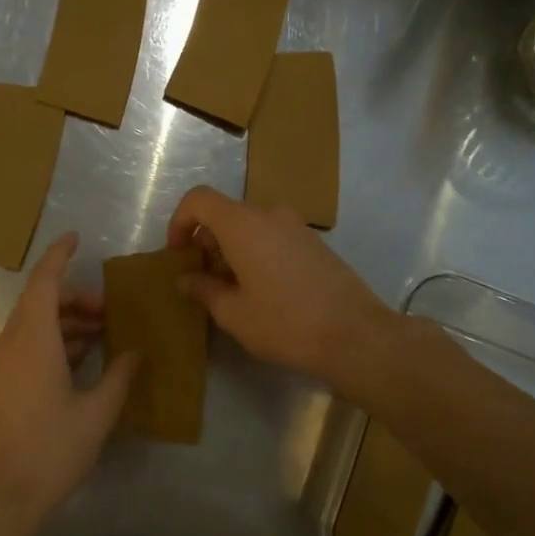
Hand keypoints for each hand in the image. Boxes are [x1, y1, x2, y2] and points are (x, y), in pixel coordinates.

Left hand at [0, 233, 138, 522]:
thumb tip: (133, 351)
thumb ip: (119, 375)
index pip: (44, 281)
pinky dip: (55, 340)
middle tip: (108, 308)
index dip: (60, 256)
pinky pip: (29, 344)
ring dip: (66, 320)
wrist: (3, 494)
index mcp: (33, 339)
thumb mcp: (97, 411)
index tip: (77, 239)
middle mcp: (12, 342)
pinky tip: (83, 357)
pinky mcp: (3, 382)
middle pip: (40, 301)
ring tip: (102, 332)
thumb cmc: (52, 447)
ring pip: (34, 323)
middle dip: (74, 296)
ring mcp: (3, 363)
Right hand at [166, 187, 396, 382]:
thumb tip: (186, 279)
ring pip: (250, 228)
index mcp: (243, 224)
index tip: (178, 254)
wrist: (356, 336)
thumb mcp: (233, 313)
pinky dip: (257, 254)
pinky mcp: (315, 244)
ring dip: (232, 251)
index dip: (179, 222)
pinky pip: (273, 238)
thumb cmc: (285, 323)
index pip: (199, 199)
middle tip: (204, 283)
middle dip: (206, 243)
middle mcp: (270, 214)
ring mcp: (297, 227)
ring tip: (233, 293)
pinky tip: (264, 293)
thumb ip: (203, 290)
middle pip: (225, 215)